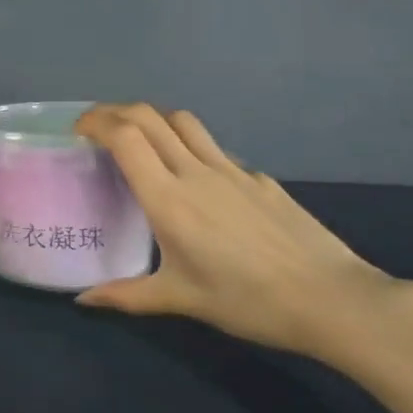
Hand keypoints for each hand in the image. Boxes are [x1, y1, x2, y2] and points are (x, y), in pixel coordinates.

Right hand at [73, 103, 412, 368]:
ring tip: (139, 139)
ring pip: (184, 122)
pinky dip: (190, 147)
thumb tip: (83, 300)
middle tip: (96, 128)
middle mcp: (195, 171)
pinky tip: (195, 179)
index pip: (124, 137)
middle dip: (115, 112)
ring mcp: (232, 170)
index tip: (77, 131)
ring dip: (153, 119)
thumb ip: (127, 295)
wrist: (334, 300)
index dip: (96, 122)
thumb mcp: (181, 300)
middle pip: (148, 117)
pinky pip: (214, 149)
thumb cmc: (249, 301)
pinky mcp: (260, 179)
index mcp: (168, 197)